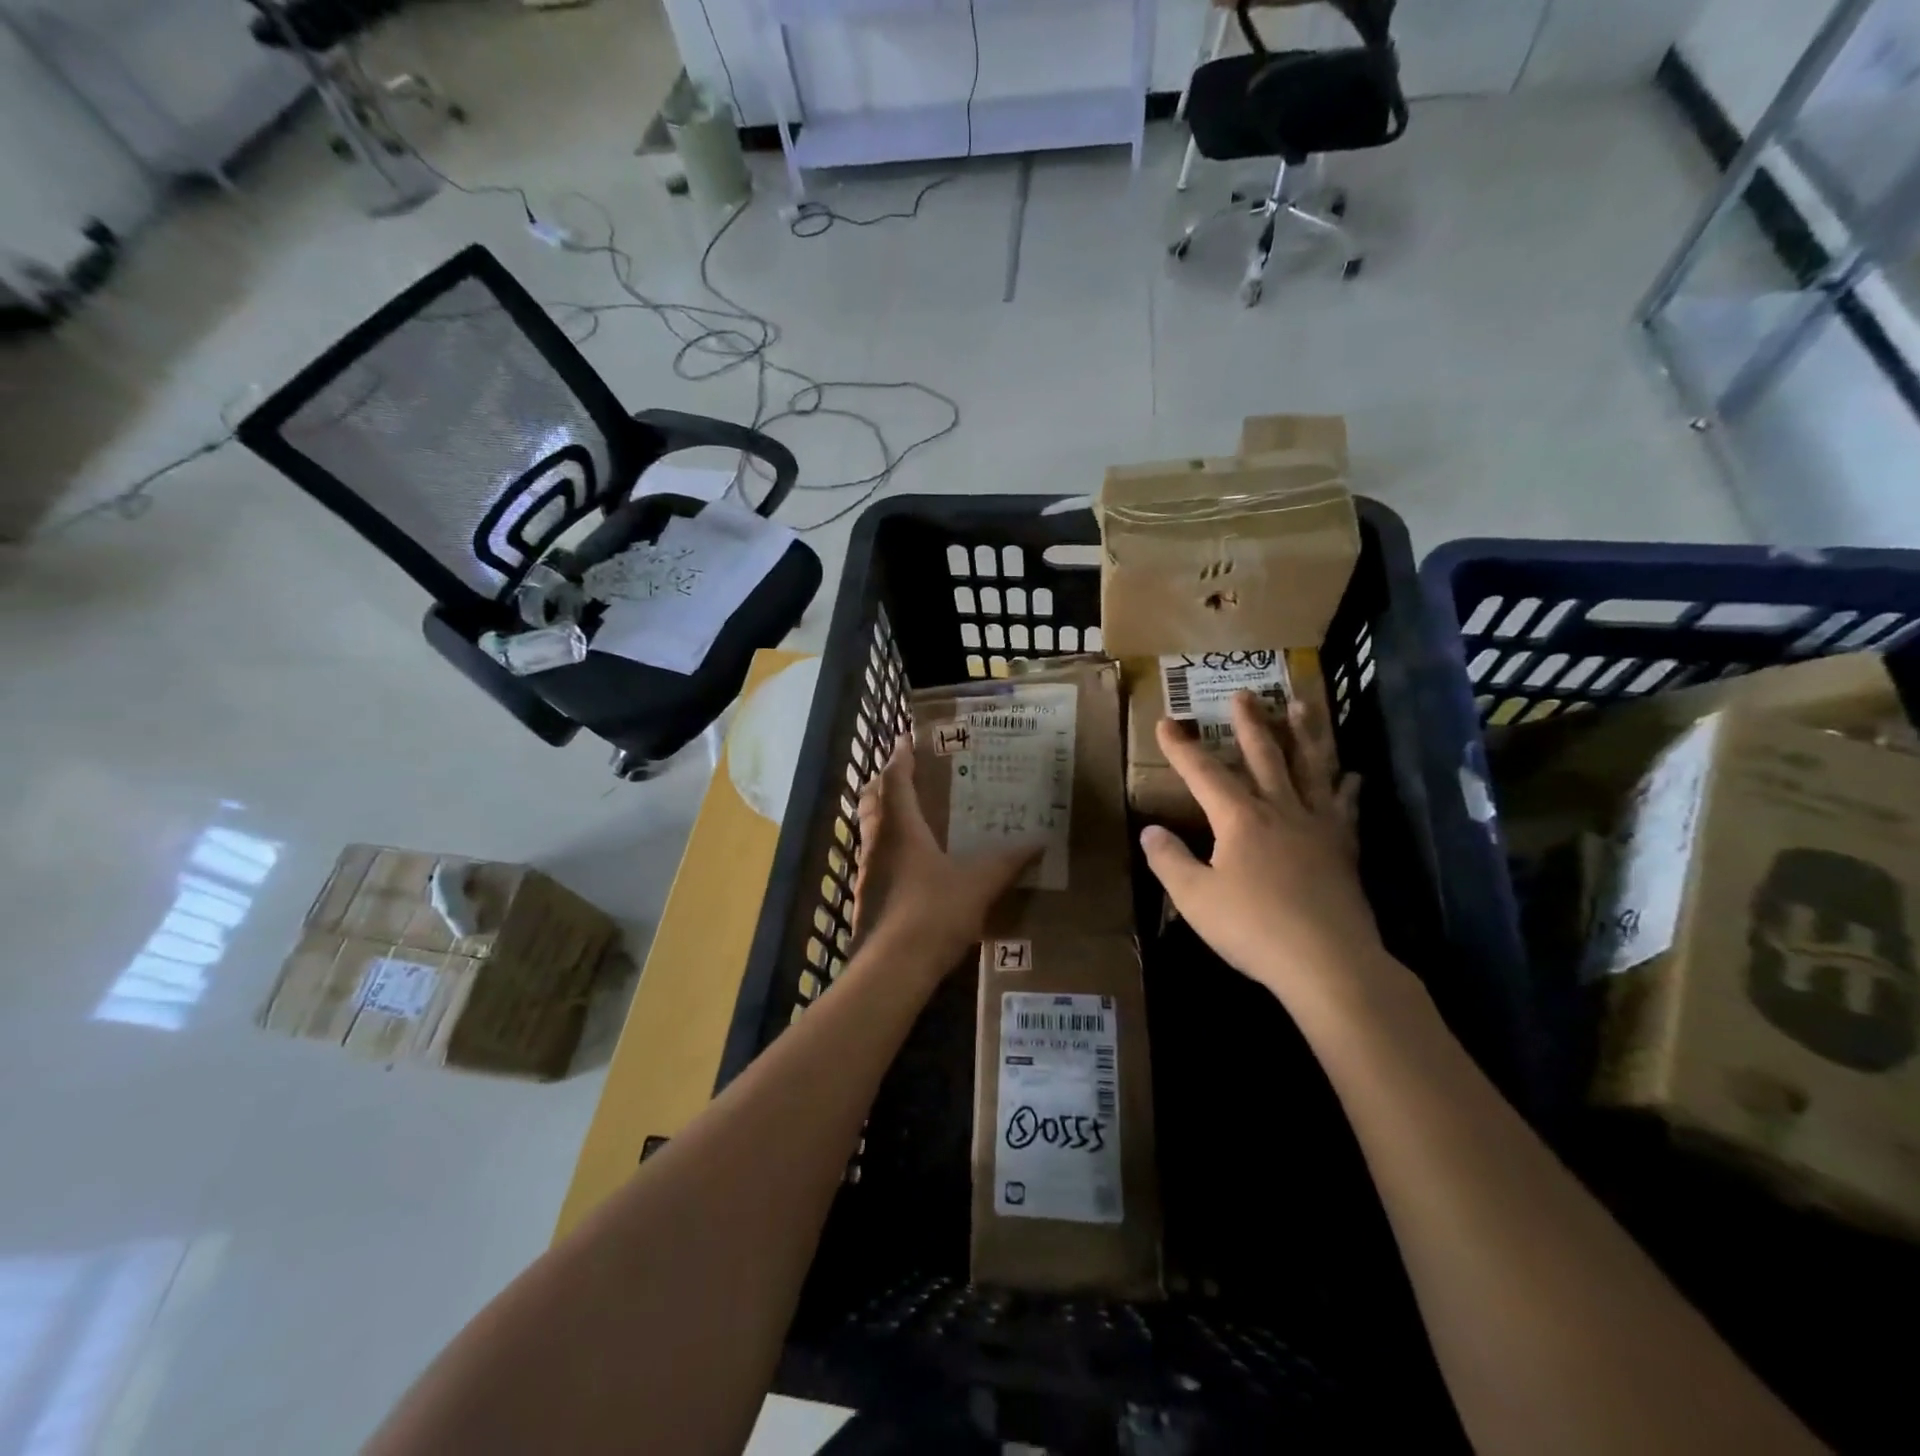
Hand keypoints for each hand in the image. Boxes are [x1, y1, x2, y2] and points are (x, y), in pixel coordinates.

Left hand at [852, 736, 1034, 967]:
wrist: (893, 967)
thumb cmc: (934, 912)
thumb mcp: (979, 884)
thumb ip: (1007, 862)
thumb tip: (1040, 841)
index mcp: (901, 828)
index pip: (896, 781)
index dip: (900, 758)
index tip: (905, 740)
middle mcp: (878, 843)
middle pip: (872, 802)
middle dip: (884, 784)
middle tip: (902, 774)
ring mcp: (866, 872)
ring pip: (870, 832)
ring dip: (883, 816)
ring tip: (907, 815)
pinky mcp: (866, 898)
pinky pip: (874, 860)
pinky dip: (887, 849)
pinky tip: (907, 864)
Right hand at [1140, 691, 1393, 1011]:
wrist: (1329, 962)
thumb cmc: (1254, 928)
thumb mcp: (1195, 898)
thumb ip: (1169, 861)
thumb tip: (1150, 830)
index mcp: (1240, 819)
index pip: (1204, 773)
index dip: (1181, 747)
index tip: (1166, 722)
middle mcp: (1280, 810)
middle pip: (1264, 756)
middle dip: (1250, 724)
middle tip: (1245, 694)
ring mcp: (1317, 826)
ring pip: (1311, 768)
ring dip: (1305, 734)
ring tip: (1302, 706)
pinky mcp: (1343, 849)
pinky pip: (1345, 808)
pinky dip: (1347, 787)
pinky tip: (1352, 774)